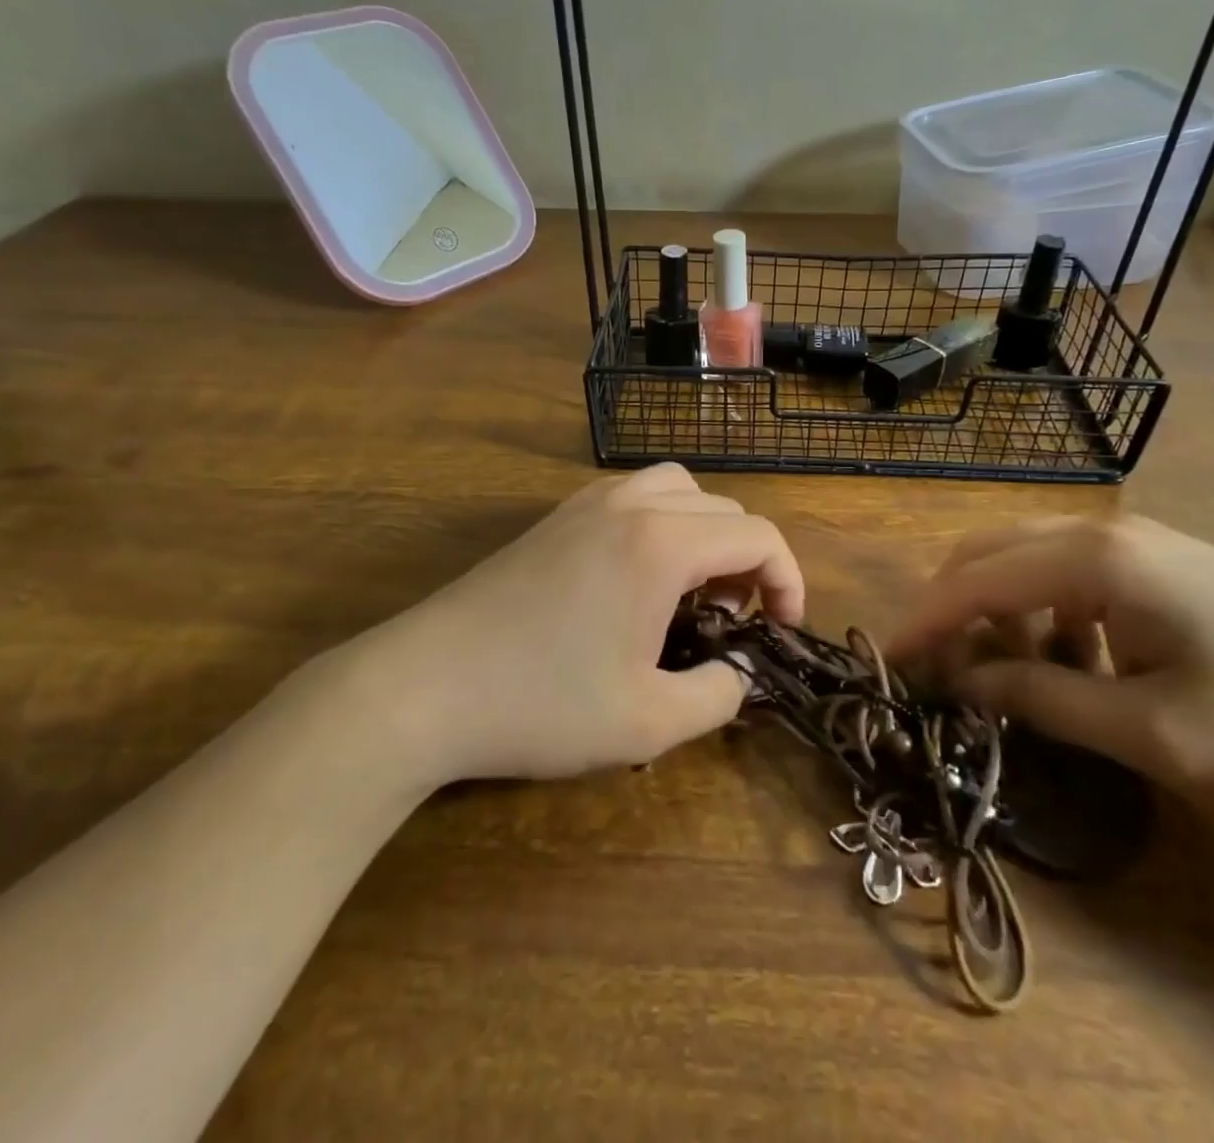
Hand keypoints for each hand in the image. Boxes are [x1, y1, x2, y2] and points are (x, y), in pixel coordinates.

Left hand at [373, 465, 803, 784]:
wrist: (424, 686)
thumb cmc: (541, 704)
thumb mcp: (648, 723)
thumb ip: (719, 696)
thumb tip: (740, 674)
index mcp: (662, 543)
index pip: (758, 536)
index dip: (789, 580)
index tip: (782, 630)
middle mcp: (630, 504)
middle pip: (723, 508)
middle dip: (748, 559)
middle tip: (735, 619)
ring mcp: (586, 503)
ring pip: (677, 488)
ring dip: (705, 531)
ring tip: (693, 589)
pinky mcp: (555, 518)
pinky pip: (633, 495)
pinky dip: (662, 522)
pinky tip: (639, 577)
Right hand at [887, 516, 1213, 807]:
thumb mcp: (1150, 732)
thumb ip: (1041, 699)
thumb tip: (962, 684)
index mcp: (1095, 560)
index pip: (975, 581)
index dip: (924, 621)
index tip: (887, 660)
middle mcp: (1101, 531)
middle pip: (988, 552)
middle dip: (951, 607)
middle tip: (936, 668)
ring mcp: (1132, 538)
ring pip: (1023, 556)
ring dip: (996, 608)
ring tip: (1005, 673)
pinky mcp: (1155, 556)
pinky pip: (1064, 568)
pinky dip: (1039, 607)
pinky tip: (1069, 658)